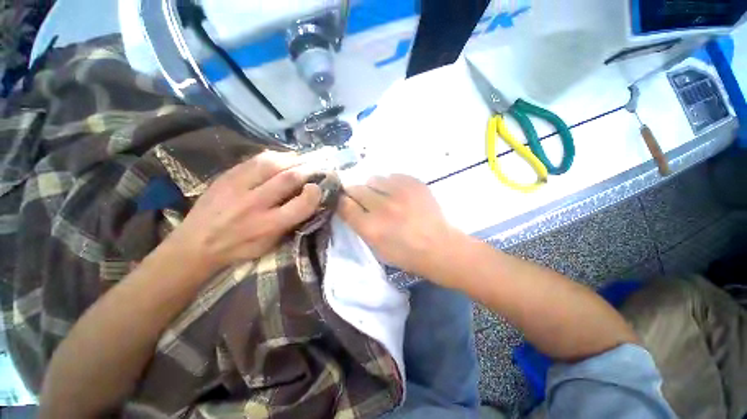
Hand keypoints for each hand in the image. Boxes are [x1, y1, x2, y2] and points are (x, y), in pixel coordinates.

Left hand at [167, 151, 321, 272]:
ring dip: (291, 159)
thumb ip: (290, 222)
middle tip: (315, 167)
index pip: (301, 205)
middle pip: (288, 178)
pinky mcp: (226, 176)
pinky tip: (280, 158)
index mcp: (268, 225)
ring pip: (271, 163)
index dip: (315, 193)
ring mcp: (237, 187)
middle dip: (307, 170)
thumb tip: (307, 201)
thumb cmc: (240, 248)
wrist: (195, 244)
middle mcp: (255, 204)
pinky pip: (254, 160)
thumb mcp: (270, 244)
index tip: (318, 188)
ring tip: (300, 159)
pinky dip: (273, 156)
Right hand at [337, 174, 459, 279]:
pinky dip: (391, 184)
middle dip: (356, 194)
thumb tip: (350, 206)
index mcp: (371, 227)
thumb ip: (360, 225)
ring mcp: (400, 192)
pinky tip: (399, 194)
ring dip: (374, 188)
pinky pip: (392, 175)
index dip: (341, 201)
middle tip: (364, 200)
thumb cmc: (406, 254)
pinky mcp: (414, 183)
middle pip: (356, 188)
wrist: (440, 246)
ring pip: (373, 179)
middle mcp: (383, 207)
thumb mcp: (376, 247)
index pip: (344, 204)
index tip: (344, 202)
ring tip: (384, 196)